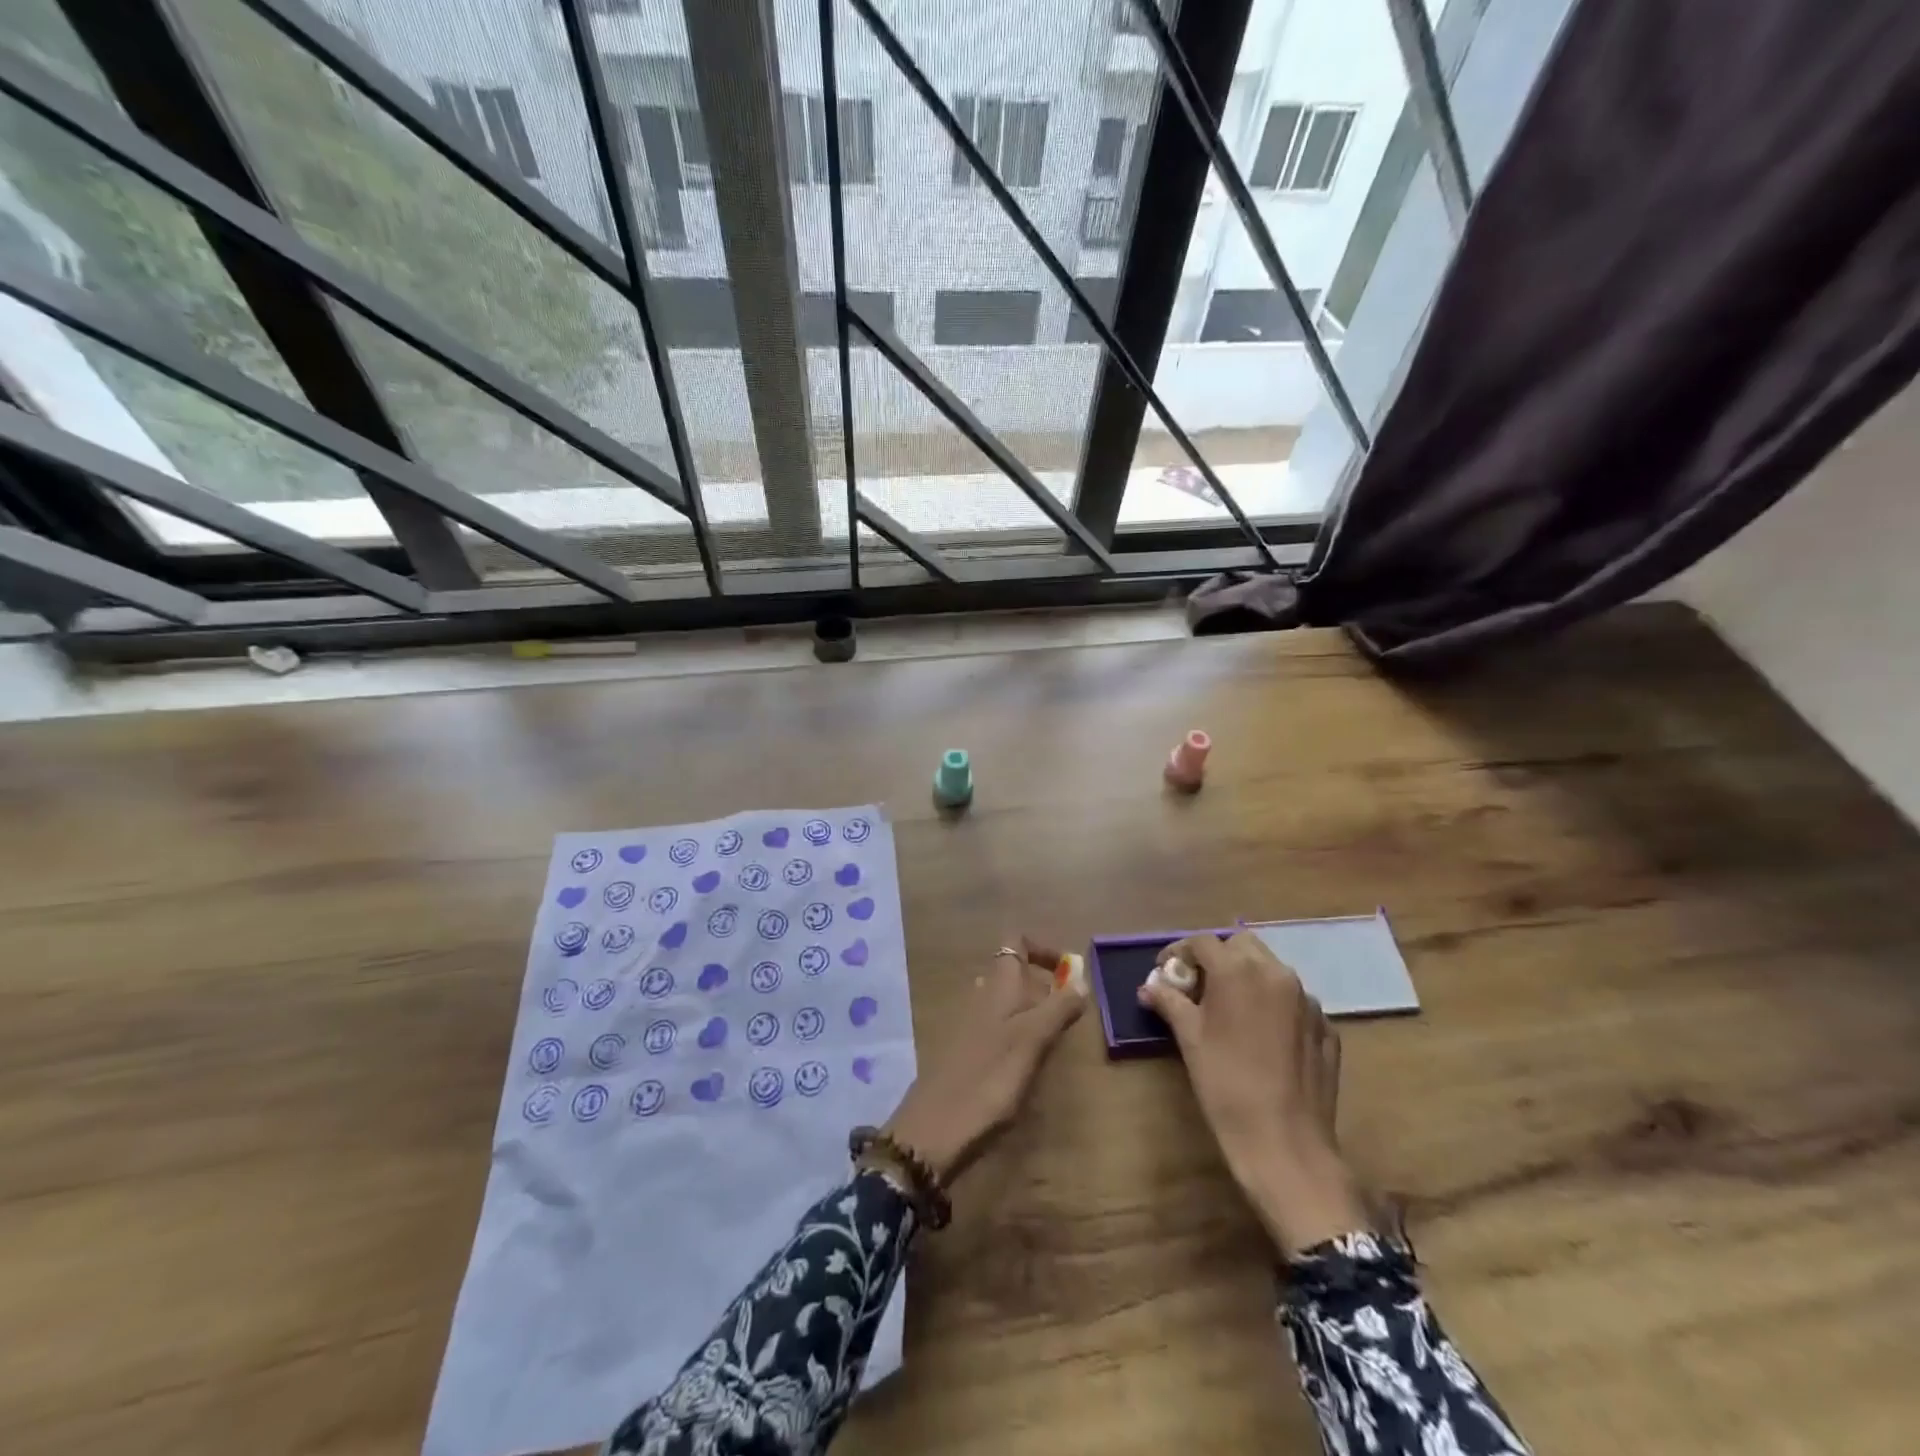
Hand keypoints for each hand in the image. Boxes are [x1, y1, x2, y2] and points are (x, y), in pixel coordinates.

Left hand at [884, 937, 1085, 1182]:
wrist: (935, 1129)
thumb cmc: (989, 1079)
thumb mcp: (1032, 1041)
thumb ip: (1058, 1009)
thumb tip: (1081, 981)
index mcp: (998, 985)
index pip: (1016, 941)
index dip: (1043, 948)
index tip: (1069, 971)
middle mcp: (981, 995)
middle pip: (1014, 972)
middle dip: (1044, 985)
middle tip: (1070, 1015)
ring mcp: (970, 1023)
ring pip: (1007, 1001)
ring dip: (1033, 1012)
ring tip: (1054, 1040)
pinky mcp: (965, 1051)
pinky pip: (998, 1027)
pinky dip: (1018, 1034)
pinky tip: (1028, 1063)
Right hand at [1140, 932, 1368, 1254]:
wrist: (1286, 1144)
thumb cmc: (1226, 1085)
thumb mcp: (1189, 1040)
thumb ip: (1170, 1002)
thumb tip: (1150, 986)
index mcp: (1238, 971)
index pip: (1203, 942)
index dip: (1179, 952)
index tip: (1166, 971)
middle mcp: (1277, 973)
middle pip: (1242, 945)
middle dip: (1218, 957)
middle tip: (1199, 986)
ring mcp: (1307, 1000)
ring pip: (1271, 970)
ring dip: (1247, 978)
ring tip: (1230, 1010)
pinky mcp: (1326, 1027)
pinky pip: (1294, 1001)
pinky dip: (1274, 1005)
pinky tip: (1262, 1036)